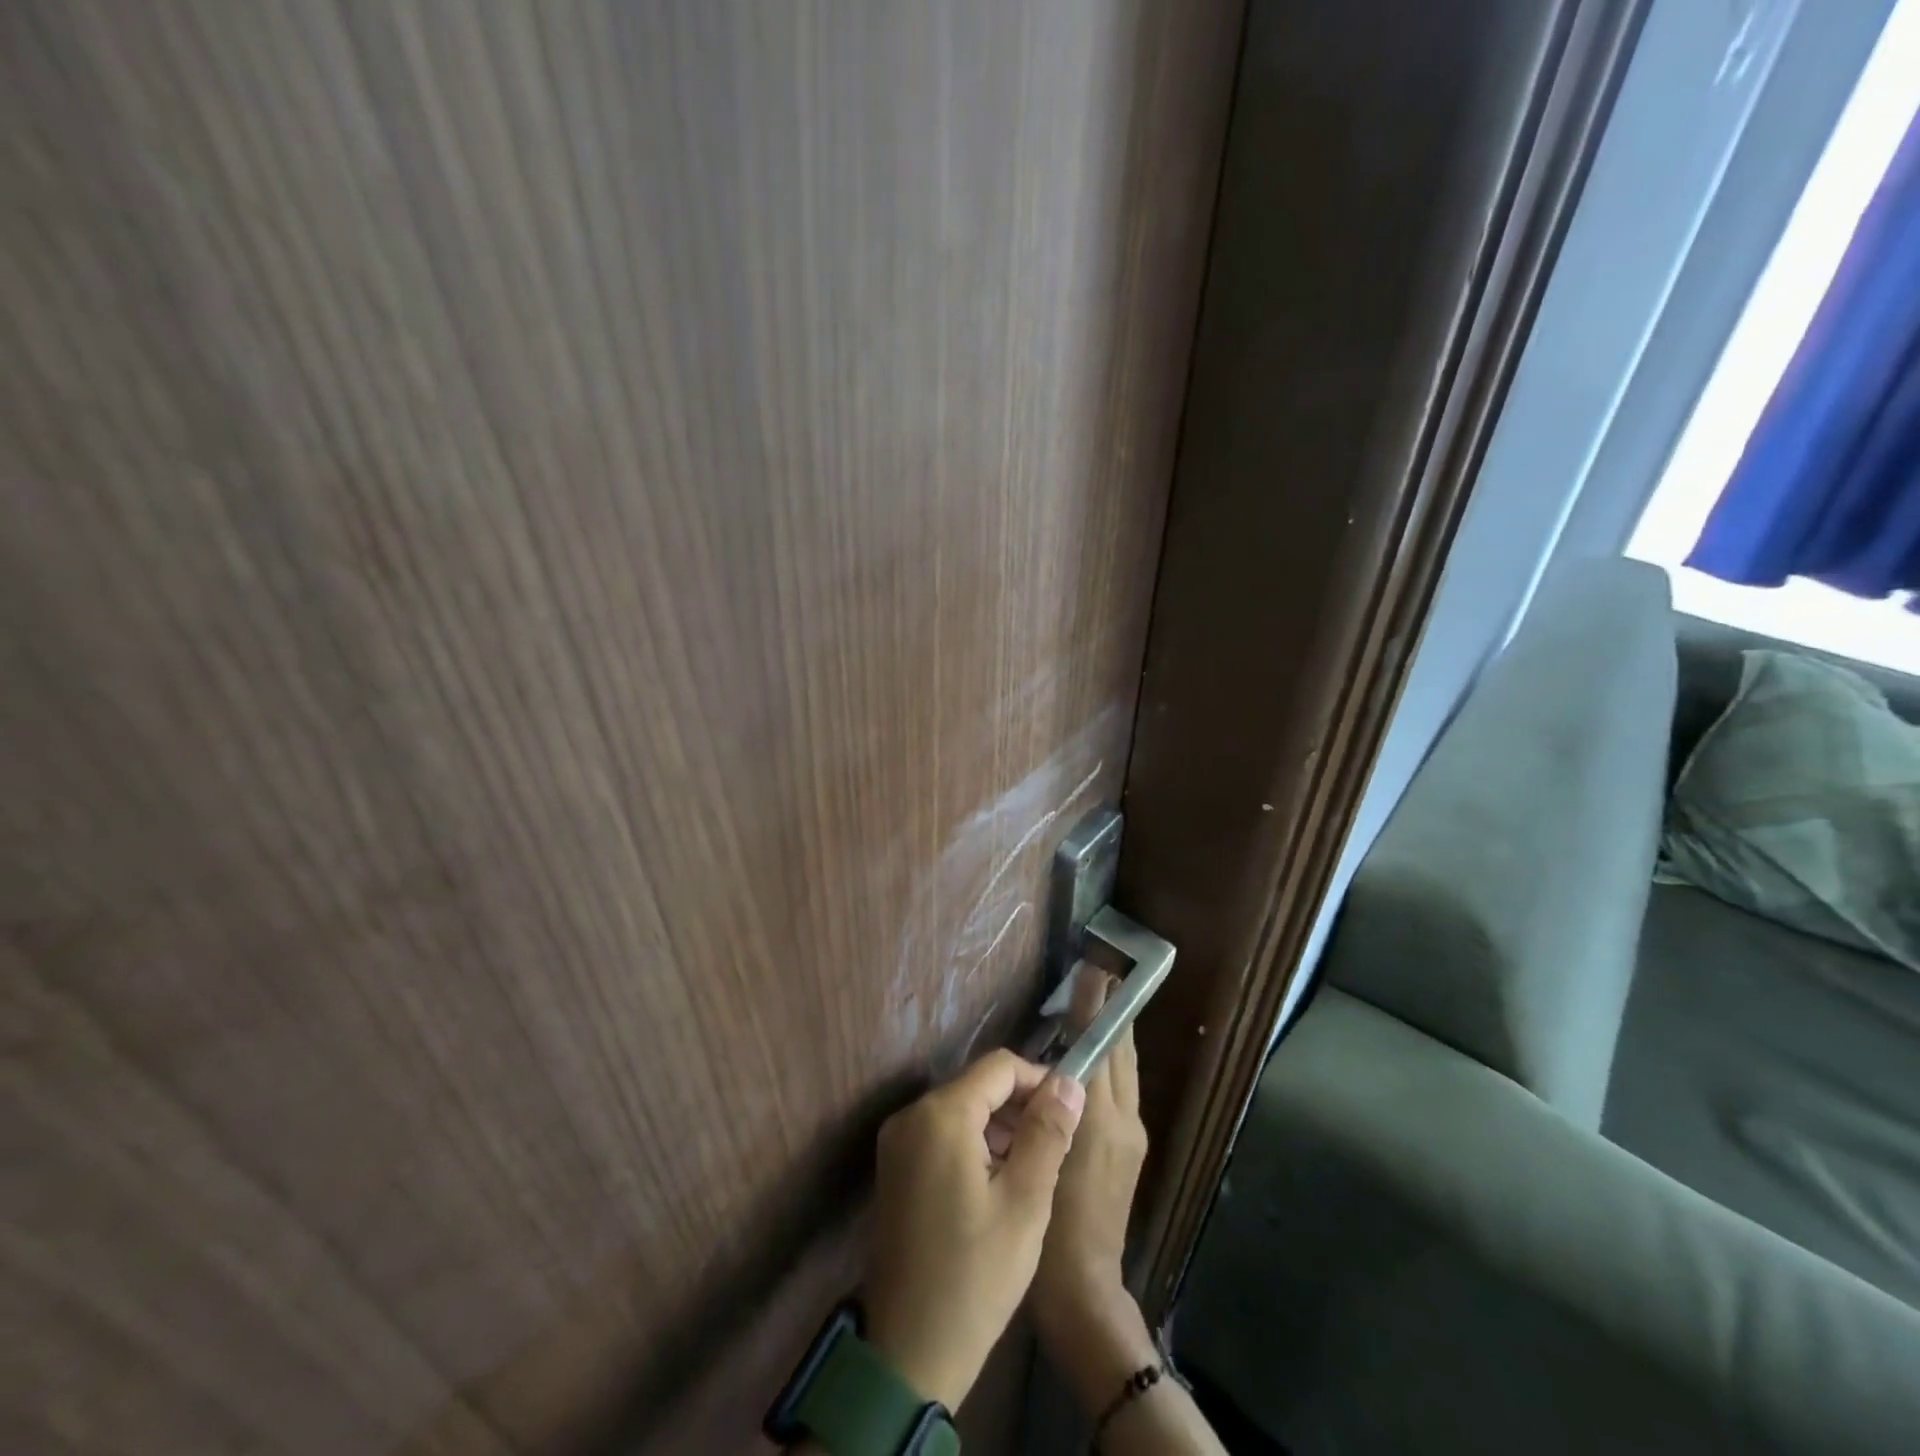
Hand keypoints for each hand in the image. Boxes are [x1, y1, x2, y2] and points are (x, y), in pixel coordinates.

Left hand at [863, 1049, 1085, 1410]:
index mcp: (941, 1114)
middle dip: (1019, 1106)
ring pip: (960, 1109)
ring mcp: (897, 1141)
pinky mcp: (894, 1167)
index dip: (1039, 1080)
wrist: (908, 1352)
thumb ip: (1047, 1133)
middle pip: (977, 1085)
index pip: (999, 1067)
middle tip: (1054, 1147)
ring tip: (1032, 1169)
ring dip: (998, 1127)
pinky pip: (941, 1134)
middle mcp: (911, 1115)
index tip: (1069, 1113)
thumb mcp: (1025, 1202)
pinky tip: (997, 1183)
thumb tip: (1068, 1081)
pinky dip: (973, 1144)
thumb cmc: (975, 1276)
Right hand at [1031, 970, 1157, 1411]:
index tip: (1094, 970)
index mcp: (1102, 1118)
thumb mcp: (1042, 1157)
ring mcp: (1132, 1137)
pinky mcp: (1130, 1152)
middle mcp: (1125, 1119)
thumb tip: (1052, 1062)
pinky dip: (1109, 1064)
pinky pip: (1120, 1091)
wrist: (1085, 1290)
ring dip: (1112, 1037)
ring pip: (1124, 1071)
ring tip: (1094, 1008)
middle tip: (1098, 976)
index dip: (1095, 1007)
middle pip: (1121, 1053)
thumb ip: (1050, 1106)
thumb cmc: (1051, 1224)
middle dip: (1111, 1013)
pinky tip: (1088, 1063)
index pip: (1100, 1046)